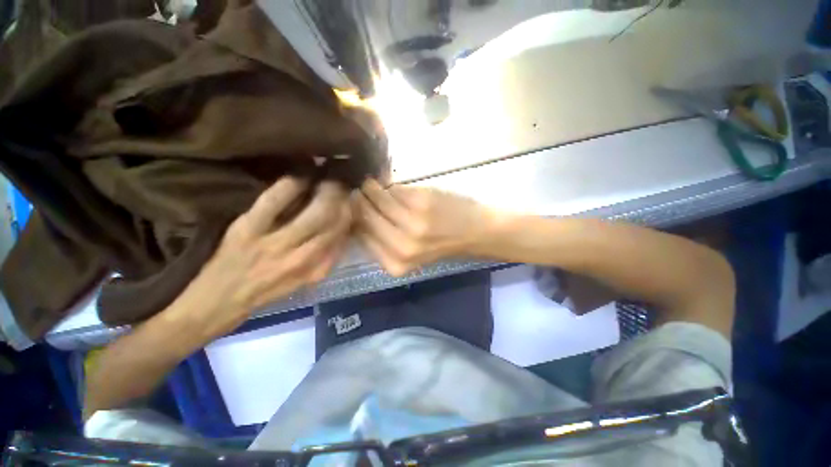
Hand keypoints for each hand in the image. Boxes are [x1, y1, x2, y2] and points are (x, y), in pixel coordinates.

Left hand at [171, 178, 350, 340]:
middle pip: (333, 223)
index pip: (341, 237)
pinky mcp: (247, 230)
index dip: (349, 216)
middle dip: (342, 200)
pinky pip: (275, 201)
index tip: (350, 202)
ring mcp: (274, 244)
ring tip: (326, 179)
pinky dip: (292, 184)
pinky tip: (300, 176)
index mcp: (313, 270)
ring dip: (326, 192)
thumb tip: (340, 235)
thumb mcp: (300, 283)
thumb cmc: (260, 296)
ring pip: (314, 213)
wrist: (212, 306)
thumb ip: (323, 261)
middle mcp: (301, 259)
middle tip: (341, 185)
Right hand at [354, 179, 495, 275]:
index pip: (360, 236)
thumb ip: (383, 239)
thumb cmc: (443, 244)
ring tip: (373, 185)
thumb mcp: (409, 253)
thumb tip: (358, 213)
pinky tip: (392, 186)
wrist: (476, 233)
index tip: (352, 207)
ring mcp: (411, 223)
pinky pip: (394, 190)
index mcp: (395, 263)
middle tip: (359, 191)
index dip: (353, 218)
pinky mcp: (421, 203)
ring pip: (377, 199)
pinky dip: (391, 186)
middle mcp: (400, 246)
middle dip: (359, 201)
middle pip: (364, 216)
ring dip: (372, 189)